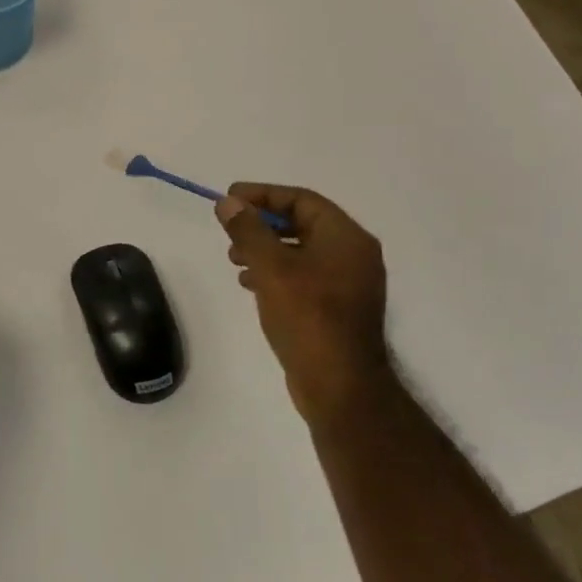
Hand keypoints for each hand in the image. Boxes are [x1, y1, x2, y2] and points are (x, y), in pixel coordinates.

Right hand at [216, 184, 388, 434]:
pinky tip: (251, 284)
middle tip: (230, 229)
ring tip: (234, 259)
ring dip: (266, 249)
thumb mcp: (271, 268)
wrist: (340, 387)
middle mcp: (353, 255)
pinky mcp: (338, 309)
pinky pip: (304, 276)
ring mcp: (348, 284)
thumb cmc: (308, 317)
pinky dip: (276, 273)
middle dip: (262, 224)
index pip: (302, 200)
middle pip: (302, 223)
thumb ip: (248, 231)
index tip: (229, 198)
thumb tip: (229, 203)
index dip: (263, 195)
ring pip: (301, 251)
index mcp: (346, 238)